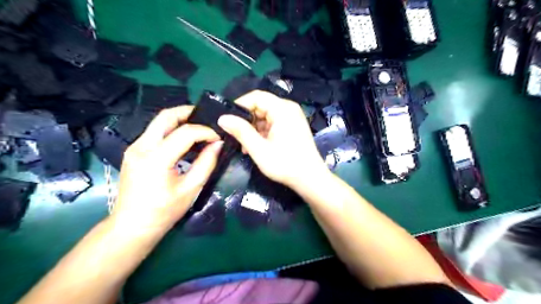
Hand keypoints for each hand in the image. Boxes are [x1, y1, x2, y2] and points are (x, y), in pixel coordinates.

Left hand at [112, 105, 221, 233]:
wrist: (132, 226)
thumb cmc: (164, 211)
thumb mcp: (191, 189)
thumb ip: (206, 163)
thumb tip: (218, 144)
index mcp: (156, 159)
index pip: (185, 132)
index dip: (205, 131)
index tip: (217, 138)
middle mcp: (141, 147)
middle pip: (165, 116)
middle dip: (188, 112)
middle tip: (207, 117)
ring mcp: (134, 148)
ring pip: (159, 122)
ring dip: (180, 120)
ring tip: (199, 127)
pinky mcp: (133, 151)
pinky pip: (155, 133)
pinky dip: (172, 130)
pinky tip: (184, 139)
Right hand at [217, 90, 326, 189]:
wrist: (310, 179)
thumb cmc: (285, 164)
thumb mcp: (259, 149)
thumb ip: (241, 131)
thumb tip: (222, 118)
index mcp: (282, 109)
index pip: (255, 96)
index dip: (239, 106)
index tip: (226, 120)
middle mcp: (288, 108)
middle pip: (260, 105)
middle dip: (246, 120)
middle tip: (235, 136)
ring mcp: (292, 117)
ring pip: (265, 115)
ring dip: (253, 128)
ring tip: (245, 146)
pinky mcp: (292, 126)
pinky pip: (272, 122)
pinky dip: (262, 132)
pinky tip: (256, 146)